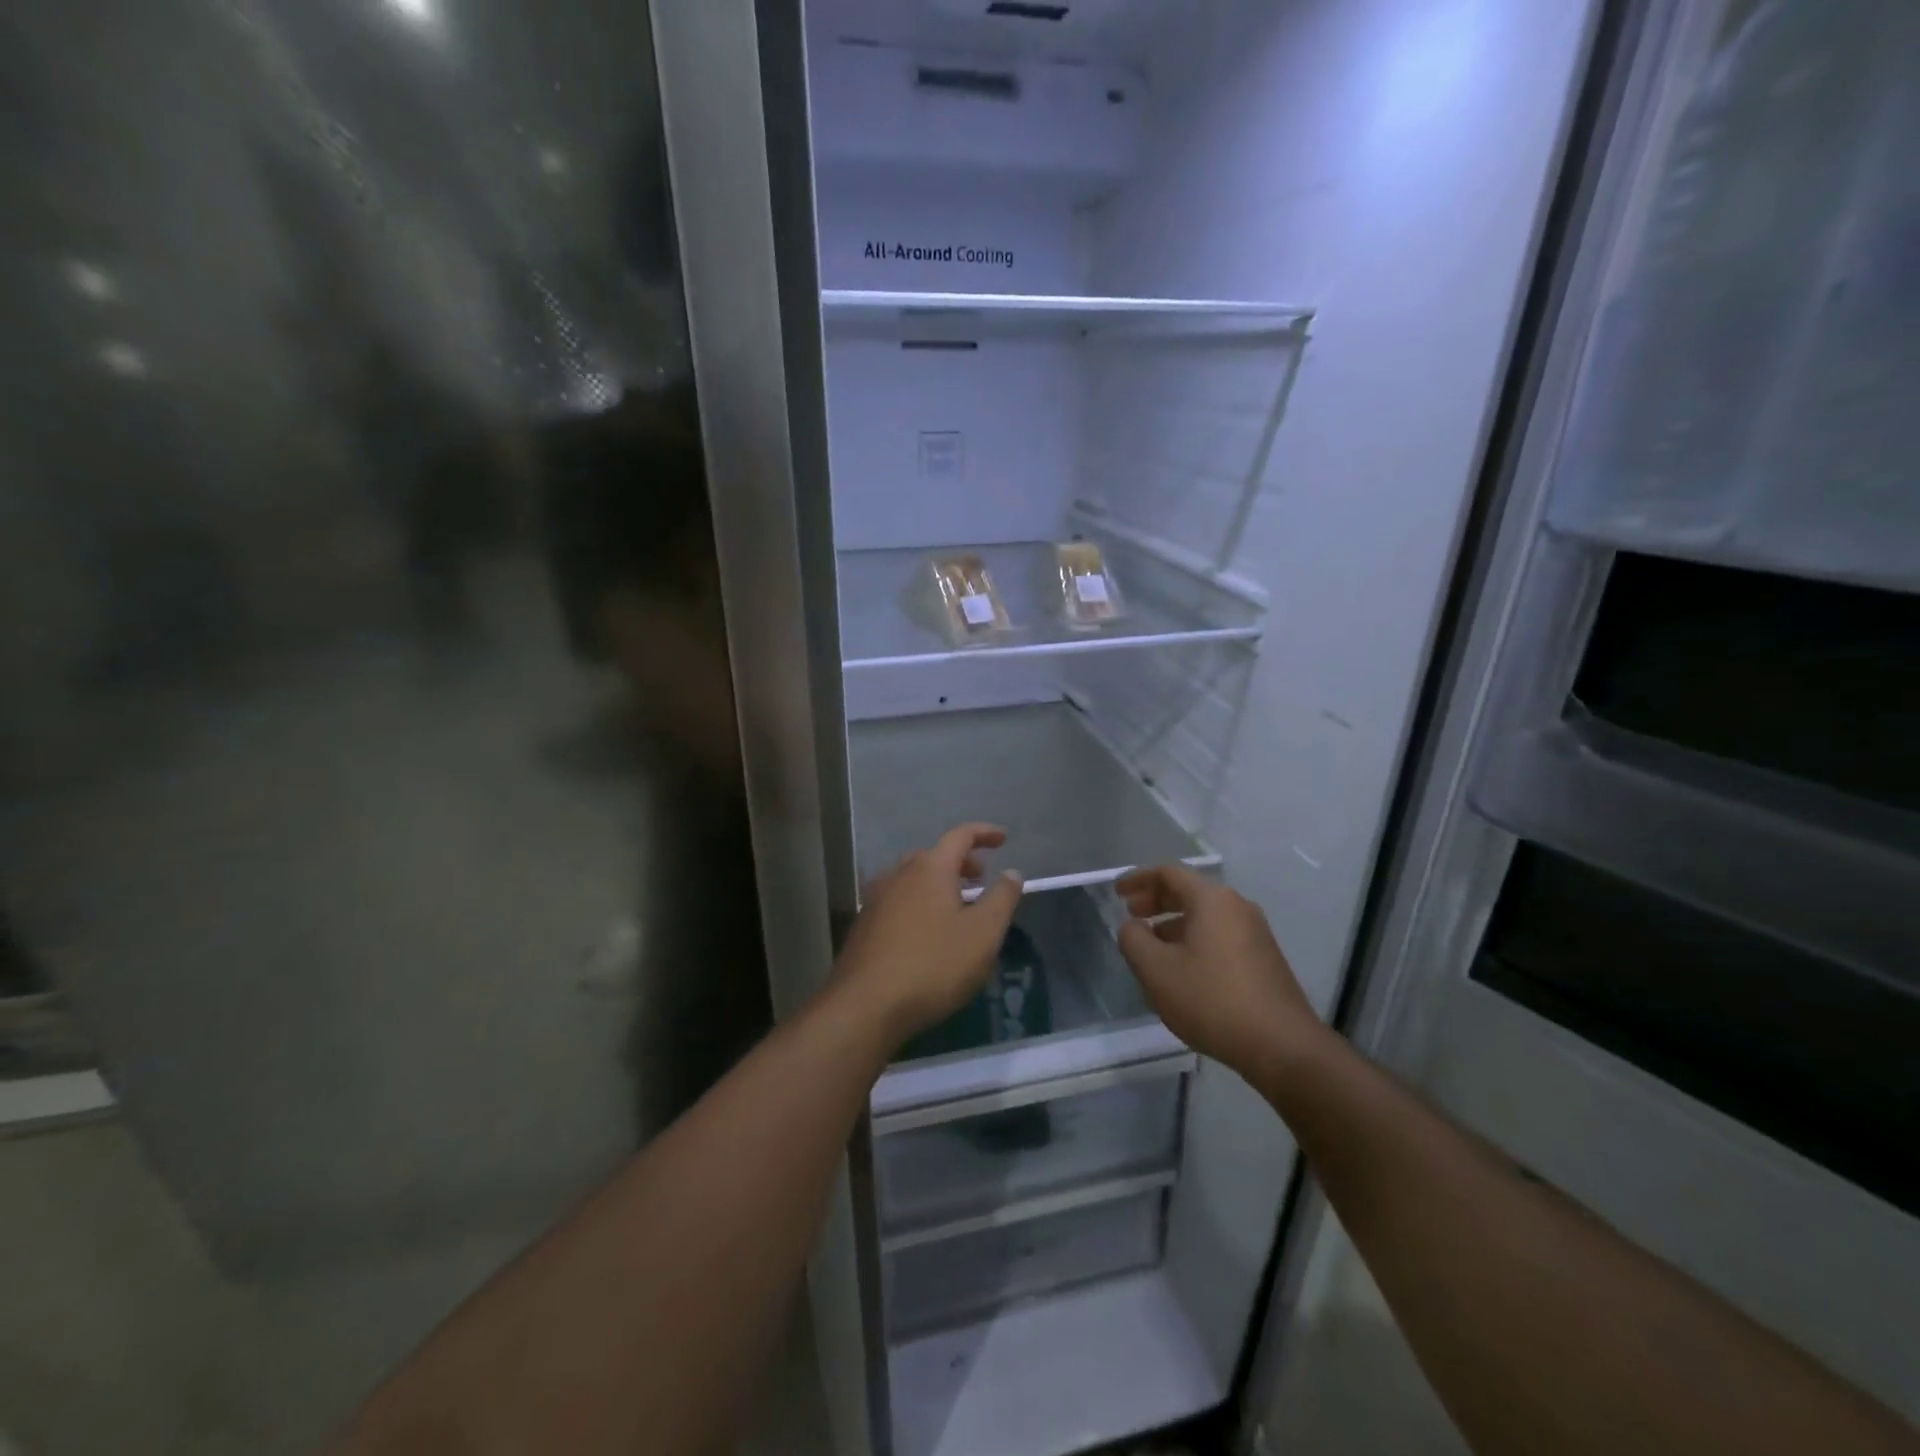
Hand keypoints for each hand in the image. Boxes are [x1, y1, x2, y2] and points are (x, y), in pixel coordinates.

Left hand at [832, 824, 1023, 1045]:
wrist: (865, 1005)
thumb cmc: (933, 965)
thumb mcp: (983, 934)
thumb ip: (1002, 899)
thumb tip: (1012, 872)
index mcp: (930, 868)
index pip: (960, 836)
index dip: (984, 833)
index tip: (1003, 838)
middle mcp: (899, 874)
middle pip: (933, 855)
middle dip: (960, 861)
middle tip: (980, 877)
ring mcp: (876, 898)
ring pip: (913, 878)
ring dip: (938, 883)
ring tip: (956, 905)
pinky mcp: (864, 925)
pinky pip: (898, 900)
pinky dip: (919, 902)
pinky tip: (926, 930)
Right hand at [1116, 864, 1324, 1078]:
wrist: (1282, 1046)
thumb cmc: (1212, 1000)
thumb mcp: (1157, 970)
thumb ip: (1134, 940)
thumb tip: (1132, 926)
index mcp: (1212, 899)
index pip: (1168, 873)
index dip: (1138, 879)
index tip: (1117, 892)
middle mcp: (1237, 907)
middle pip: (1189, 891)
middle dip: (1156, 900)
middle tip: (1131, 915)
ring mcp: (1255, 933)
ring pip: (1205, 915)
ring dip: (1174, 923)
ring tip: (1151, 945)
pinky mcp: (1264, 958)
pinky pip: (1220, 935)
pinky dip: (1194, 939)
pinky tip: (1182, 968)